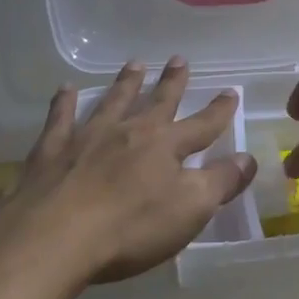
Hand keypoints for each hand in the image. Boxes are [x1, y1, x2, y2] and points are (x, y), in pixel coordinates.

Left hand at [0, 58, 256, 285]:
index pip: (201, 124)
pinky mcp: (50, 152)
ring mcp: (86, 138)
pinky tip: (66, 90)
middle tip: (179, 59)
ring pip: (112, 102)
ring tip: (135, 64)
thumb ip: (221, 182)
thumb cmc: (130, 227)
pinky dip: (64, 103)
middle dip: (171, 82)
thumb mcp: (190, 209)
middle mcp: (128, 132)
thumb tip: (248, 158)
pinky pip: (59, 119)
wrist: (52, 239)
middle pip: (156, 102)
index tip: (231, 91)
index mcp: (165, 146)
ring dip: (125, 83)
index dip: (219, 110)